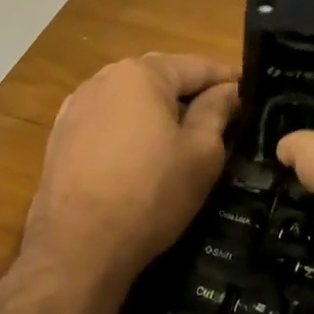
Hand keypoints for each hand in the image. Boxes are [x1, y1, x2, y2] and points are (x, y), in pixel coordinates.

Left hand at [21, 52, 238, 297]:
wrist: (77, 248)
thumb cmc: (150, 195)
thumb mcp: (201, 154)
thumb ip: (217, 112)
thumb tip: (229, 90)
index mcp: (141, 74)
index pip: (196, 66)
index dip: (228, 78)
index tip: (251, 90)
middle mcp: (104, 78)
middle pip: (161, 77)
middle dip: (192, 91)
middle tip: (223, 112)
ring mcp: (76, 106)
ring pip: (131, 98)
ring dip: (158, 109)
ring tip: (183, 132)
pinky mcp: (61, 135)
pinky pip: (108, 119)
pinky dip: (130, 127)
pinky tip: (141, 152)